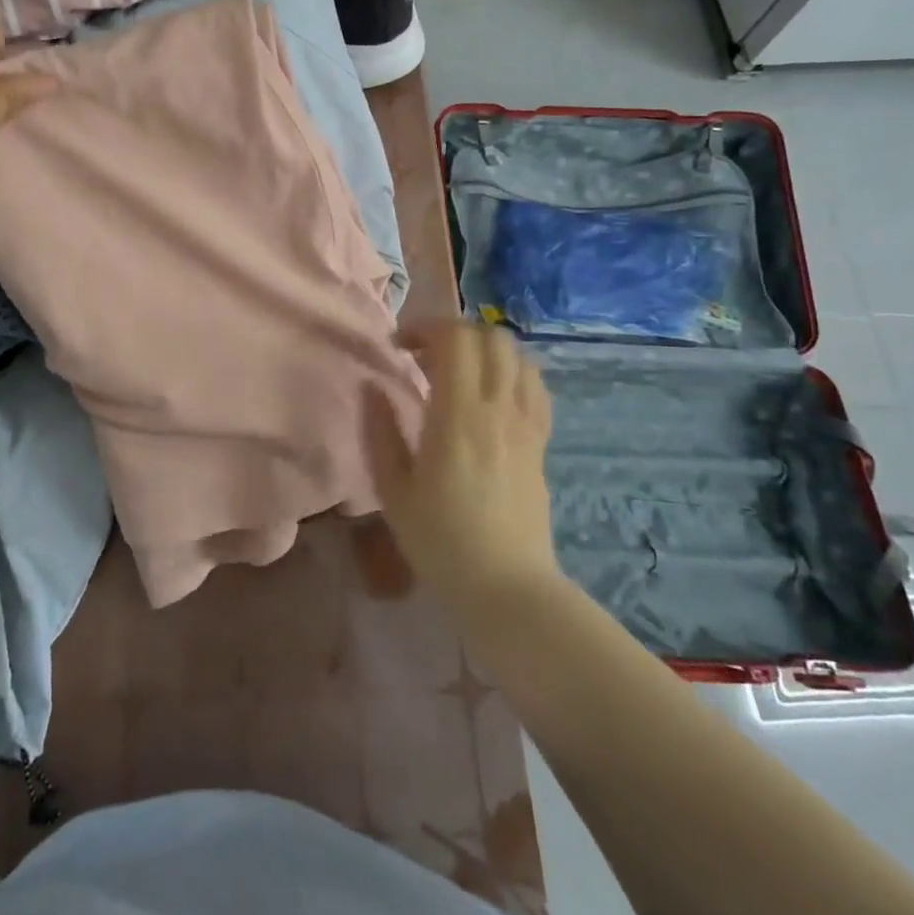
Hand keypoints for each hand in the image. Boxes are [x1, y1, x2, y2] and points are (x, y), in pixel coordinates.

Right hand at [383, 321, 557, 617]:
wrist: (505, 587)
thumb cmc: (440, 541)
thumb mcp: (393, 490)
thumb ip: (381, 431)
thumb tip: (372, 387)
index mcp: (458, 416)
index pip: (455, 339)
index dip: (425, 328)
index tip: (400, 347)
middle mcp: (499, 409)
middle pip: (490, 337)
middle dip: (454, 332)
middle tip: (425, 356)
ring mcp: (526, 424)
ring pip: (518, 356)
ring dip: (485, 350)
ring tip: (459, 372)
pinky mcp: (541, 442)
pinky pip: (536, 387)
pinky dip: (512, 373)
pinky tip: (491, 394)